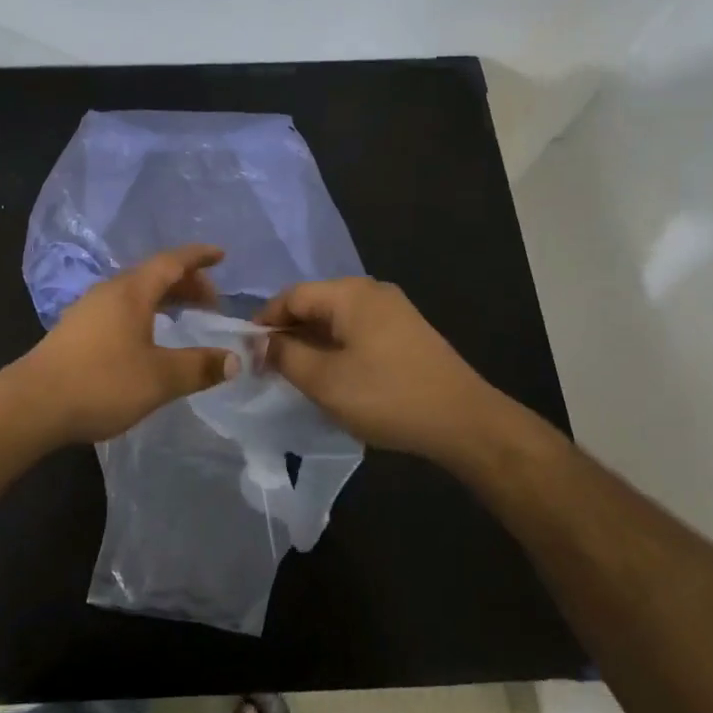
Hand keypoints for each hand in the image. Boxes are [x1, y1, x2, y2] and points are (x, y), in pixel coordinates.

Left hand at [20, 245, 240, 444]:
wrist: (33, 404)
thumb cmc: (101, 383)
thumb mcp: (160, 379)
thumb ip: (199, 367)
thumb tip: (233, 360)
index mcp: (131, 292)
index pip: (172, 262)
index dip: (198, 257)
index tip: (221, 254)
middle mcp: (109, 292)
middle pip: (153, 275)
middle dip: (185, 282)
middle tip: (211, 301)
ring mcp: (88, 310)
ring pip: (134, 292)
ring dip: (163, 298)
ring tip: (183, 316)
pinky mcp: (75, 330)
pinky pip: (120, 308)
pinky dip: (144, 312)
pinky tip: (146, 338)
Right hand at [257, 277, 498, 462]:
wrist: (465, 421)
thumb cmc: (387, 396)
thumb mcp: (324, 381)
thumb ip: (285, 356)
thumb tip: (260, 343)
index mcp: (349, 293)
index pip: (291, 296)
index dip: (264, 322)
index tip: (247, 352)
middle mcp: (371, 291)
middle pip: (314, 303)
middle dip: (288, 333)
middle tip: (269, 367)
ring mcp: (393, 310)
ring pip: (336, 319)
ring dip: (312, 343)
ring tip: (296, 374)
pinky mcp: (406, 331)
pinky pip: (358, 330)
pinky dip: (337, 348)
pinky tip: (332, 376)